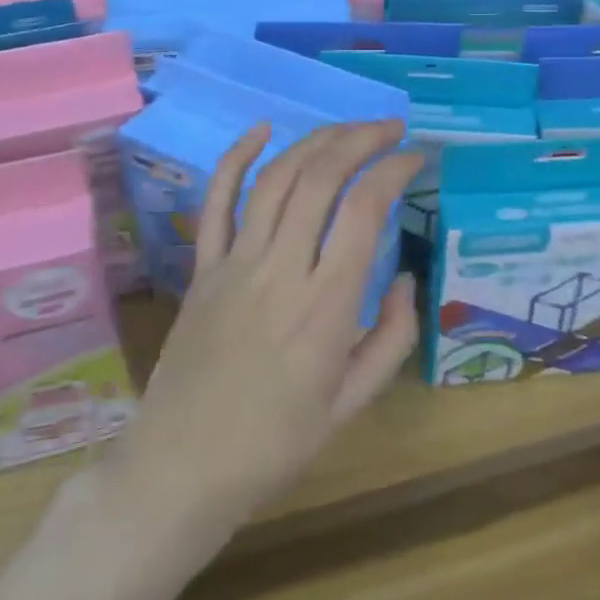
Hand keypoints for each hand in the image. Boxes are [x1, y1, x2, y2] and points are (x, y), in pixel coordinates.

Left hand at [106, 121, 422, 544]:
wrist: (182, 469)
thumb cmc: (276, 443)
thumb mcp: (354, 402)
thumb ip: (393, 336)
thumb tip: (406, 279)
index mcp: (326, 305)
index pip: (365, 209)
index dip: (395, 170)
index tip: (417, 159)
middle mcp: (281, 270)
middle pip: (321, 177)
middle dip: (361, 139)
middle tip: (391, 130)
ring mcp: (235, 264)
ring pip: (276, 179)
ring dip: (316, 142)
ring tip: (348, 129)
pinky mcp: (202, 268)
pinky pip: (217, 201)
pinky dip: (238, 157)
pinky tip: (263, 129)